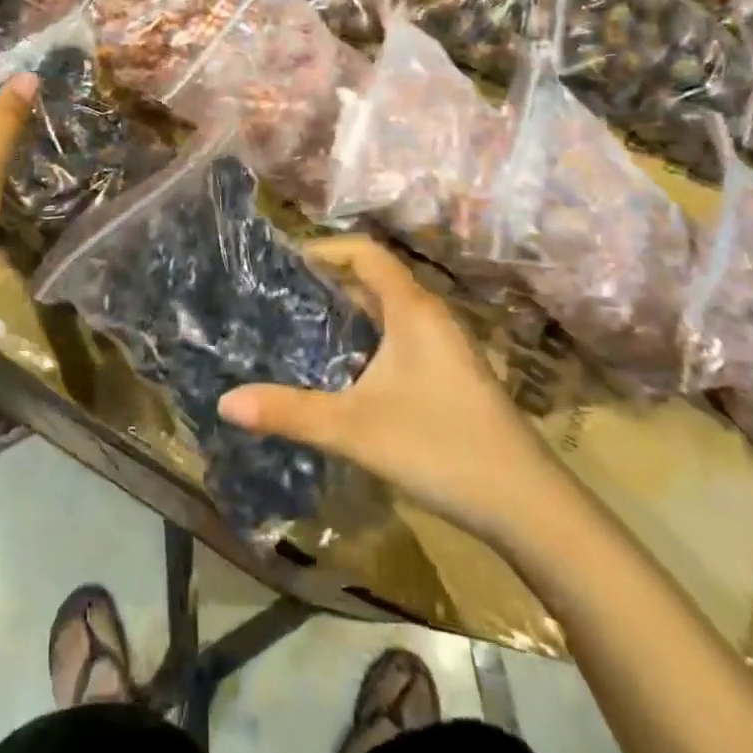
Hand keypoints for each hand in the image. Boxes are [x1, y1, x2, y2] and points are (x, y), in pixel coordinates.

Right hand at [218, 236, 545, 540]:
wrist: (527, 505)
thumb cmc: (441, 447)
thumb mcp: (355, 429)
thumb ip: (290, 413)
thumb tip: (225, 402)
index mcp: (412, 309)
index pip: (365, 252)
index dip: (324, 248)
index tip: (283, 262)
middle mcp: (430, 315)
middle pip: (374, 278)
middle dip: (328, 281)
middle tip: (280, 296)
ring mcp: (446, 346)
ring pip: (389, 310)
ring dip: (349, 311)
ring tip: (302, 328)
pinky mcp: (452, 374)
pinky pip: (401, 336)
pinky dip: (369, 337)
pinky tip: (346, 371)